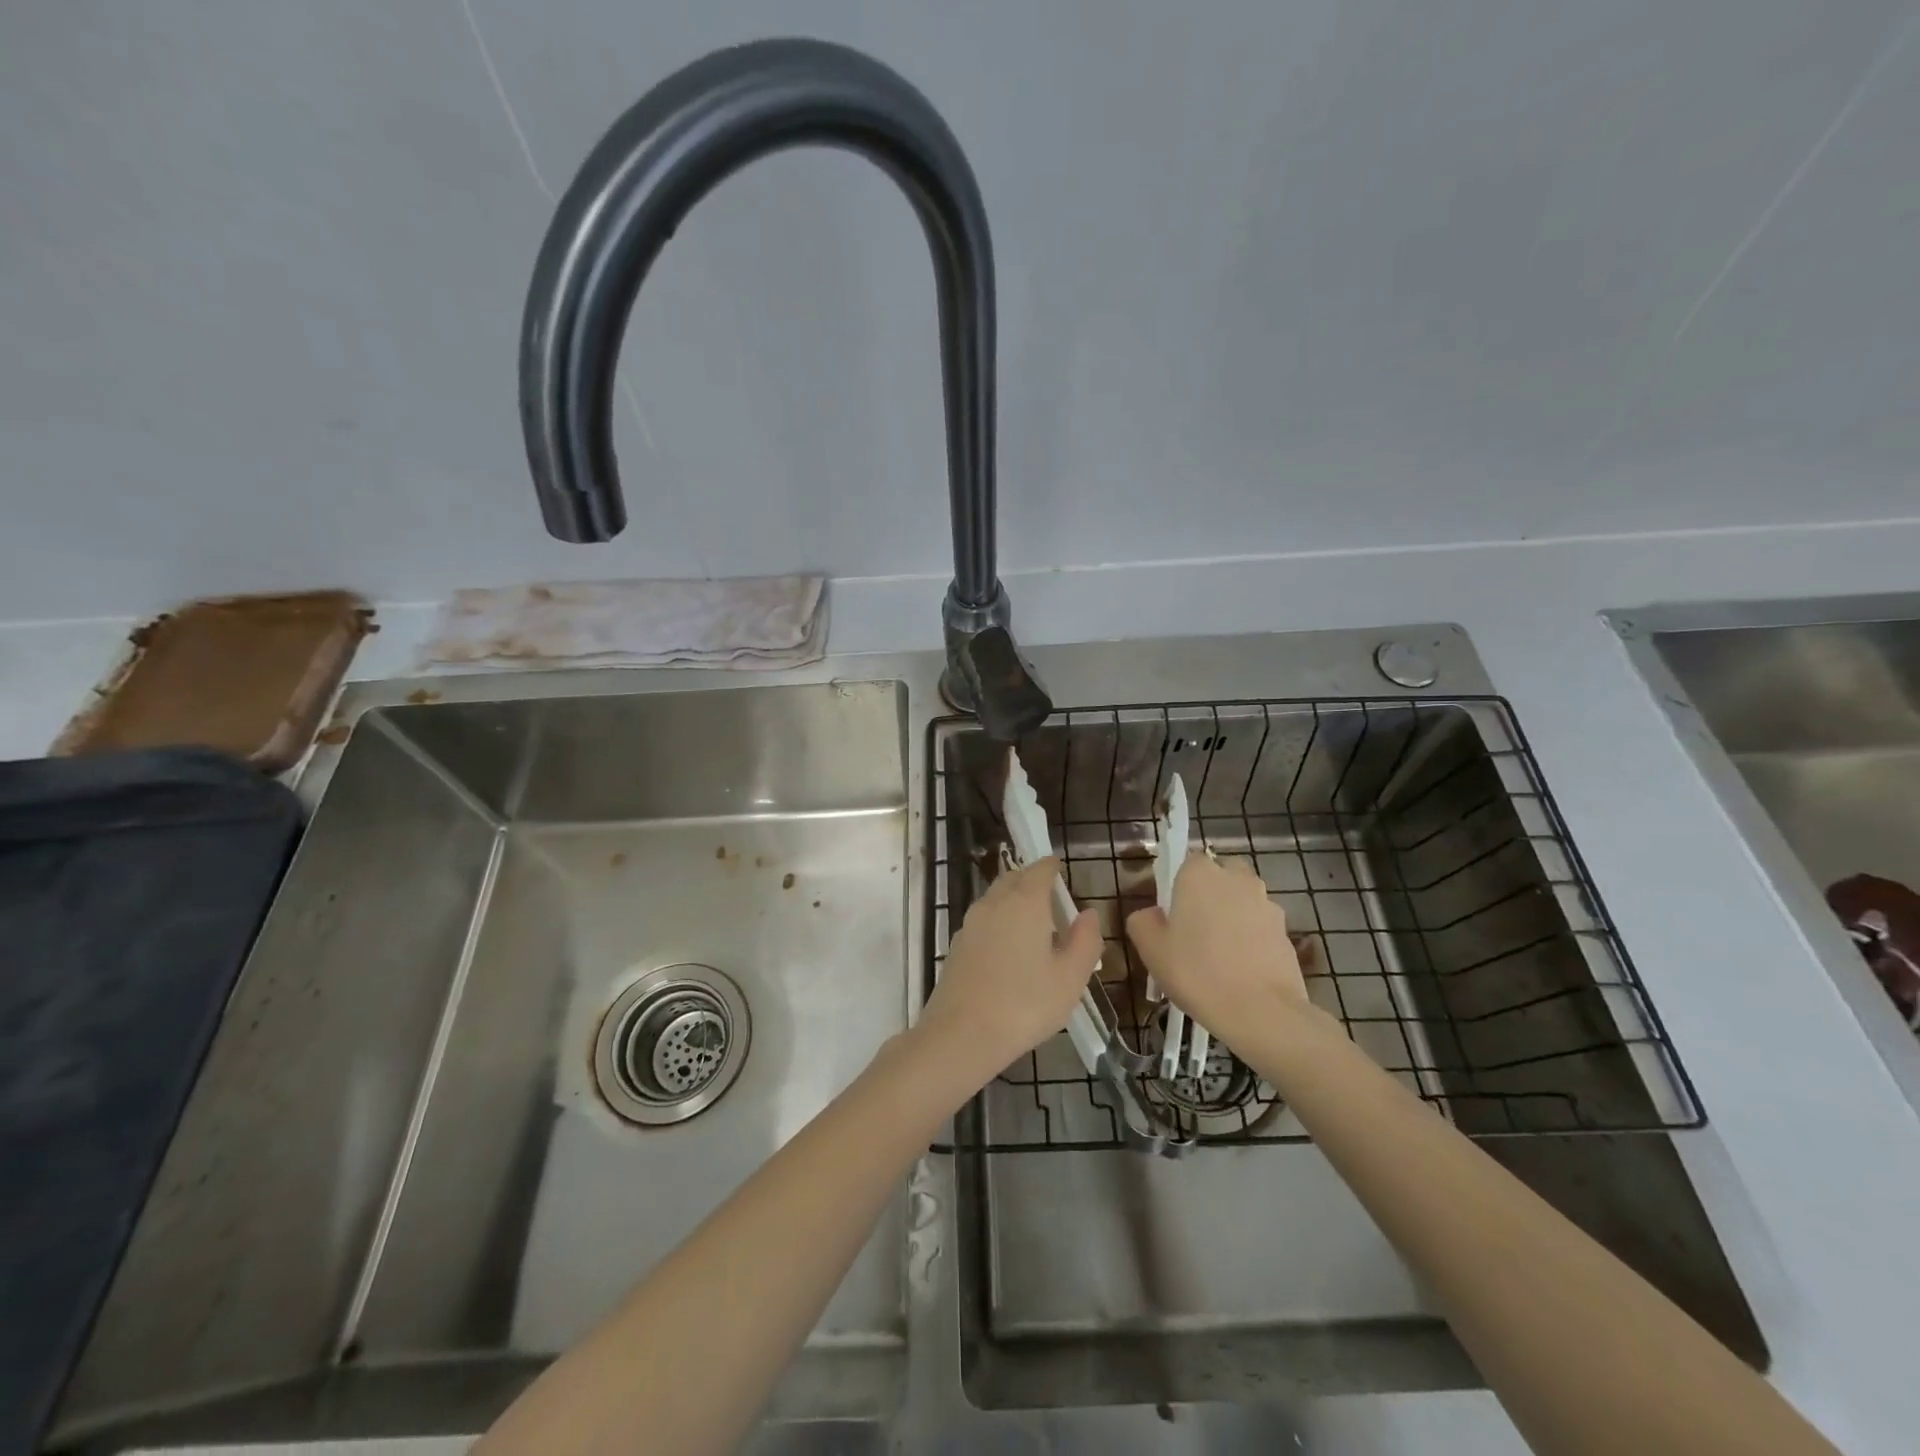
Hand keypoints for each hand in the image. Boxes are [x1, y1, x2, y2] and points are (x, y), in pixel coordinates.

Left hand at [917, 856, 1103, 1081]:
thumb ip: (1085, 941)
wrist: (961, 1034)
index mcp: (1024, 902)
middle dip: (1031, 881)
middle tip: (1050, 898)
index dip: (1051, 867)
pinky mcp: (956, 946)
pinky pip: (983, 921)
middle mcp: (994, 903)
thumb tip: (1089, 913)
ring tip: (1032, 926)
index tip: (1060, 869)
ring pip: (994, 899)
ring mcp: (970, 923)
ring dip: (1013, 901)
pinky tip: (1008, 950)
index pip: (1039, 870)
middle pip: (1013, 879)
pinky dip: (998, 922)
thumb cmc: (1025, 1004)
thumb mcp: (1069, 978)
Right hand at [1125, 855, 1308, 1033]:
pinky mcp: (1286, 931)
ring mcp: (1266, 903)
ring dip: (1232, 916)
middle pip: (1219, 875)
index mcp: (1199, 874)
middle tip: (1194, 929)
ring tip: (1219, 955)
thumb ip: (1142, 921)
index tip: (1170, 914)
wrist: (1262, 1012)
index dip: (1176, 885)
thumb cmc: (1197, 972)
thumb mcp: (1150, 949)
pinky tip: (1240, 969)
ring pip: (1242, 900)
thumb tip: (1152, 914)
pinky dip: (1251, 939)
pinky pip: (1260, 926)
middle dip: (1209, 893)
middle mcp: (1236, 878)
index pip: (1185, 862)